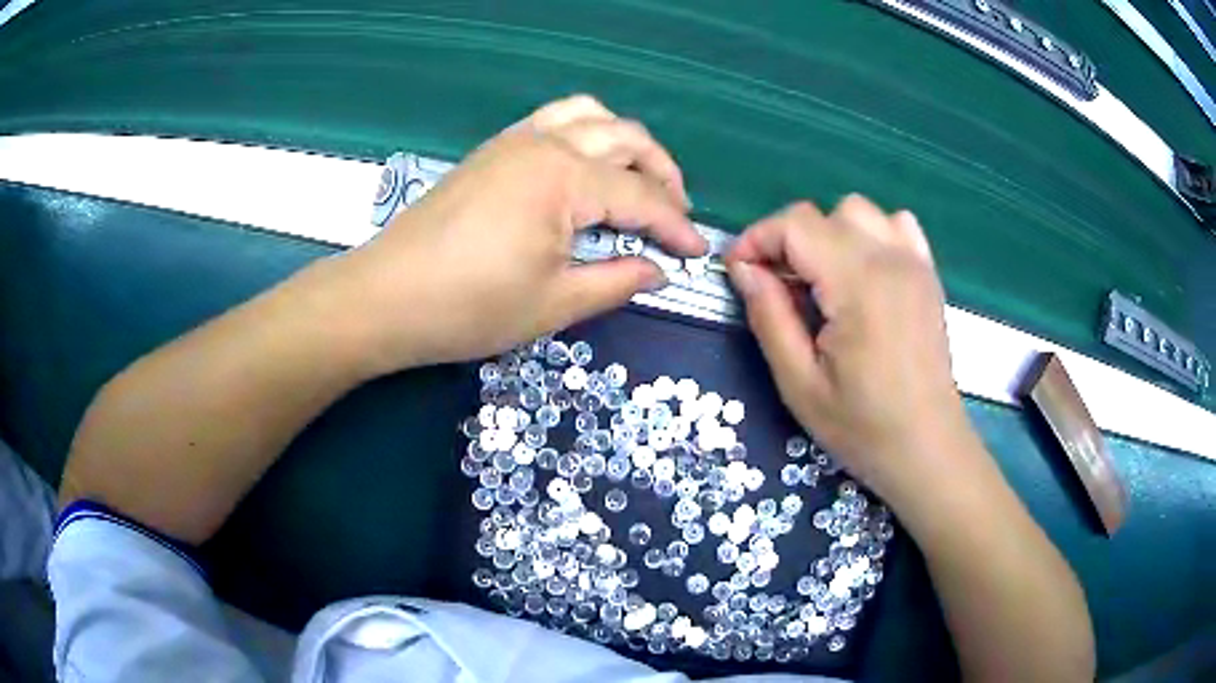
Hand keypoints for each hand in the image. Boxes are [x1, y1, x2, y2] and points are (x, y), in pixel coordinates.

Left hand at [331, 95, 706, 372]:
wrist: (386, 297)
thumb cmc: (470, 307)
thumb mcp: (555, 303)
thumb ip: (617, 281)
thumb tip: (658, 270)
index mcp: (565, 178)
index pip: (642, 197)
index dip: (675, 226)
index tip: (696, 253)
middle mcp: (546, 144)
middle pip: (626, 139)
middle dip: (662, 174)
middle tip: (675, 215)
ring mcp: (515, 140)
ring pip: (591, 116)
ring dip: (626, 143)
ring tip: (638, 180)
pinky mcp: (493, 150)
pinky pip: (554, 120)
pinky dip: (586, 133)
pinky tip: (587, 168)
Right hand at [725, 196, 972, 504]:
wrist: (928, 449)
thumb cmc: (863, 427)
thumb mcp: (800, 384)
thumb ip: (769, 318)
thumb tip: (743, 270)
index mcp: (858, 284)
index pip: (795, 225)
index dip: (756, 239)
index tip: (737, 272)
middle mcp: (890, 259)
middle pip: (823, 214)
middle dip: (787, 240)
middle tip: (775, 286)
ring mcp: (915, 263)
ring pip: (860, 211)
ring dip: (829, 233)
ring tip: (820, 278)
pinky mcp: (928, 274)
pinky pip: (896, 225)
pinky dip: (870, 233)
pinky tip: (863, 271)